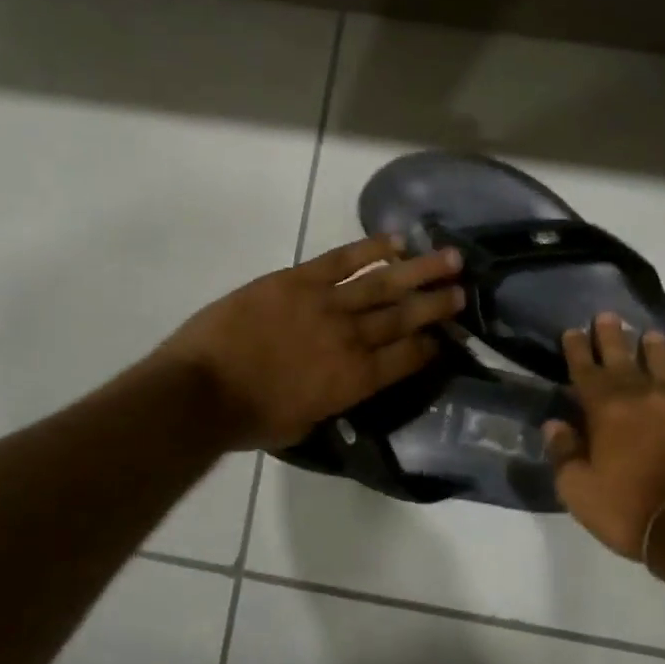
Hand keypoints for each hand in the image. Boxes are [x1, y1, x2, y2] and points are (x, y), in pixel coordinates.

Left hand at [159, 236, 464, 451]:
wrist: (201, 391)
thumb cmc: (249, 419)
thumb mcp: (304, 424)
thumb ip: (333, 400)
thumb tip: (345, 382)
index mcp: (355, 380)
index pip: (407, 358)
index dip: (430, 346)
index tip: (446, 335)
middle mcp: (351, 339)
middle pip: (404, 317)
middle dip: (437, 303)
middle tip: (463, 290)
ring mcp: (326, 305)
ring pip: (383, 284)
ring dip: (419, 270)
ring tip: (450, 257)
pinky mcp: (298, 281)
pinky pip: (342, 260)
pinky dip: (370, 248)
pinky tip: (395, 240)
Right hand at [545, 313, 664, 557]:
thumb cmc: (632, 509)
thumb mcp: (580, 491)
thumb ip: (564, 454)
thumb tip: (554, 425)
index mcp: (607, 408)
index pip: (586, 370)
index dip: (577, 349)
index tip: (572, 331)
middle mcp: (644, 394)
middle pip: (624, 356)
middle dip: (612, 336)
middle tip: (607, 315)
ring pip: (664, 363)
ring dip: (653, 348)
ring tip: (650, 334)